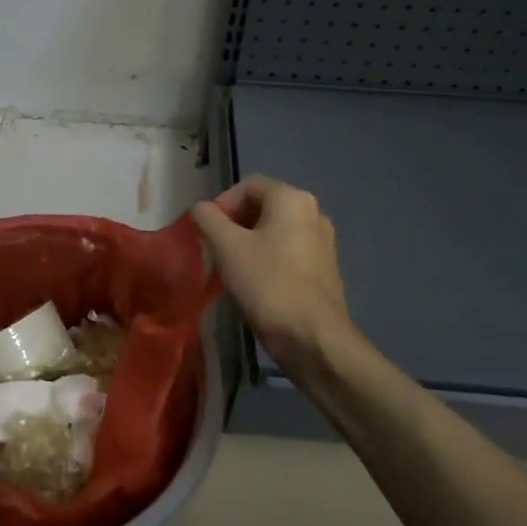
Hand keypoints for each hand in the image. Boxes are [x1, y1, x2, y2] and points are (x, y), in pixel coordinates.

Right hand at [192, 175, 354, 377]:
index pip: (248, 186)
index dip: (222, 203)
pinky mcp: (325, 268)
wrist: (313, 338)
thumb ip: (208, 219)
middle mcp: (313, 212)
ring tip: (232, 268)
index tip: (207, 231)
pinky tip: (255, 283)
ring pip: (275, 231)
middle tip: (216, 249)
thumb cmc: (267, 283)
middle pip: (263, 206)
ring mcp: (323, 241)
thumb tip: (201, 209)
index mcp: (292, 198)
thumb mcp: (226, 247)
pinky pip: (289, 251)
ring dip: (249, 242)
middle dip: (234, 223)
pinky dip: (268, 258)